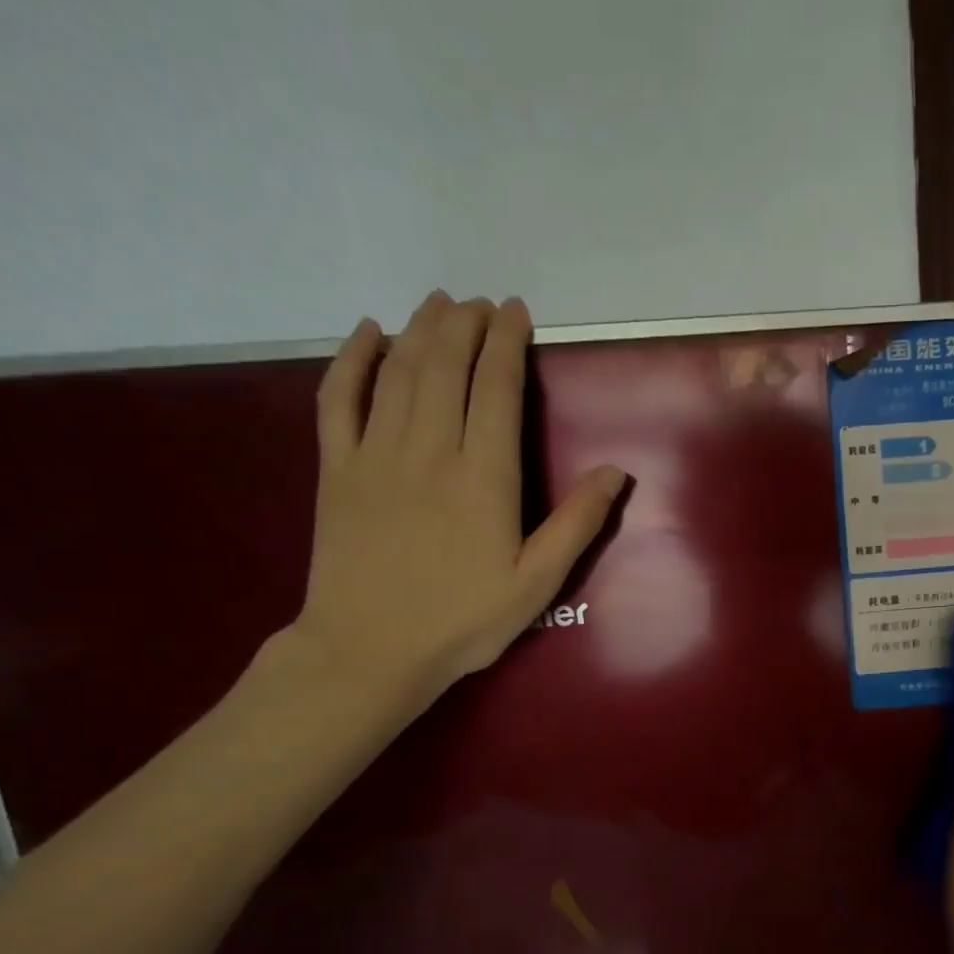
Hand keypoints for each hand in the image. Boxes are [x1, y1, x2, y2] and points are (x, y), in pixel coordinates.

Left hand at [289, 291, 625, 704]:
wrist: (371, 650)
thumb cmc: (464, 621)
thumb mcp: (537, 583)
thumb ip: (577, 524)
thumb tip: (616, 471)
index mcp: (484, 477)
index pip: (496, 390)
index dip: (507, 344)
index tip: (516, 313)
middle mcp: (430, 450)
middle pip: (446, 367)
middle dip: (466, 326)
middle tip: (483, 304)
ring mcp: (376, 454)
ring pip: (398, 371)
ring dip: (420, 329)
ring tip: (440, 304)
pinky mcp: (337, 469)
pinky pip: (339, 399)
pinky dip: (352, 360)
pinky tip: (366, 335)